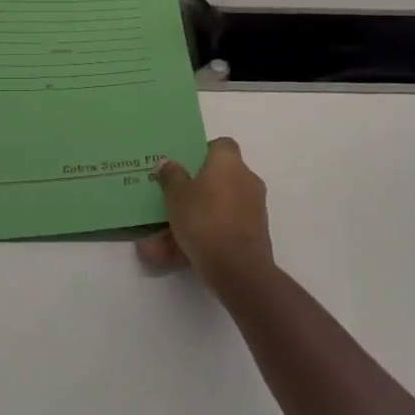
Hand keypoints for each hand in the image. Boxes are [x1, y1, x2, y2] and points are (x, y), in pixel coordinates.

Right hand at [136, 137, 274, 295]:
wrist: (238, 269)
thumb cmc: (204, 220)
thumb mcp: (176, 195)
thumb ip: (171, 176)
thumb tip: (167, 162)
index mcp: (229, 163)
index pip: (221, 145)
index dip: (202, 152)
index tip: (184, 167)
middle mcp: (246, 180)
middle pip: (218, 179)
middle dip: (194, 191)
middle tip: (170, 201)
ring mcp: (253, 209)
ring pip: (216, 209)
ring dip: (192, 220)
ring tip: (160, 241)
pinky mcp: (253, 235)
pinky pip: (222, 229)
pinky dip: (203, 238)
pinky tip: (177, 255)